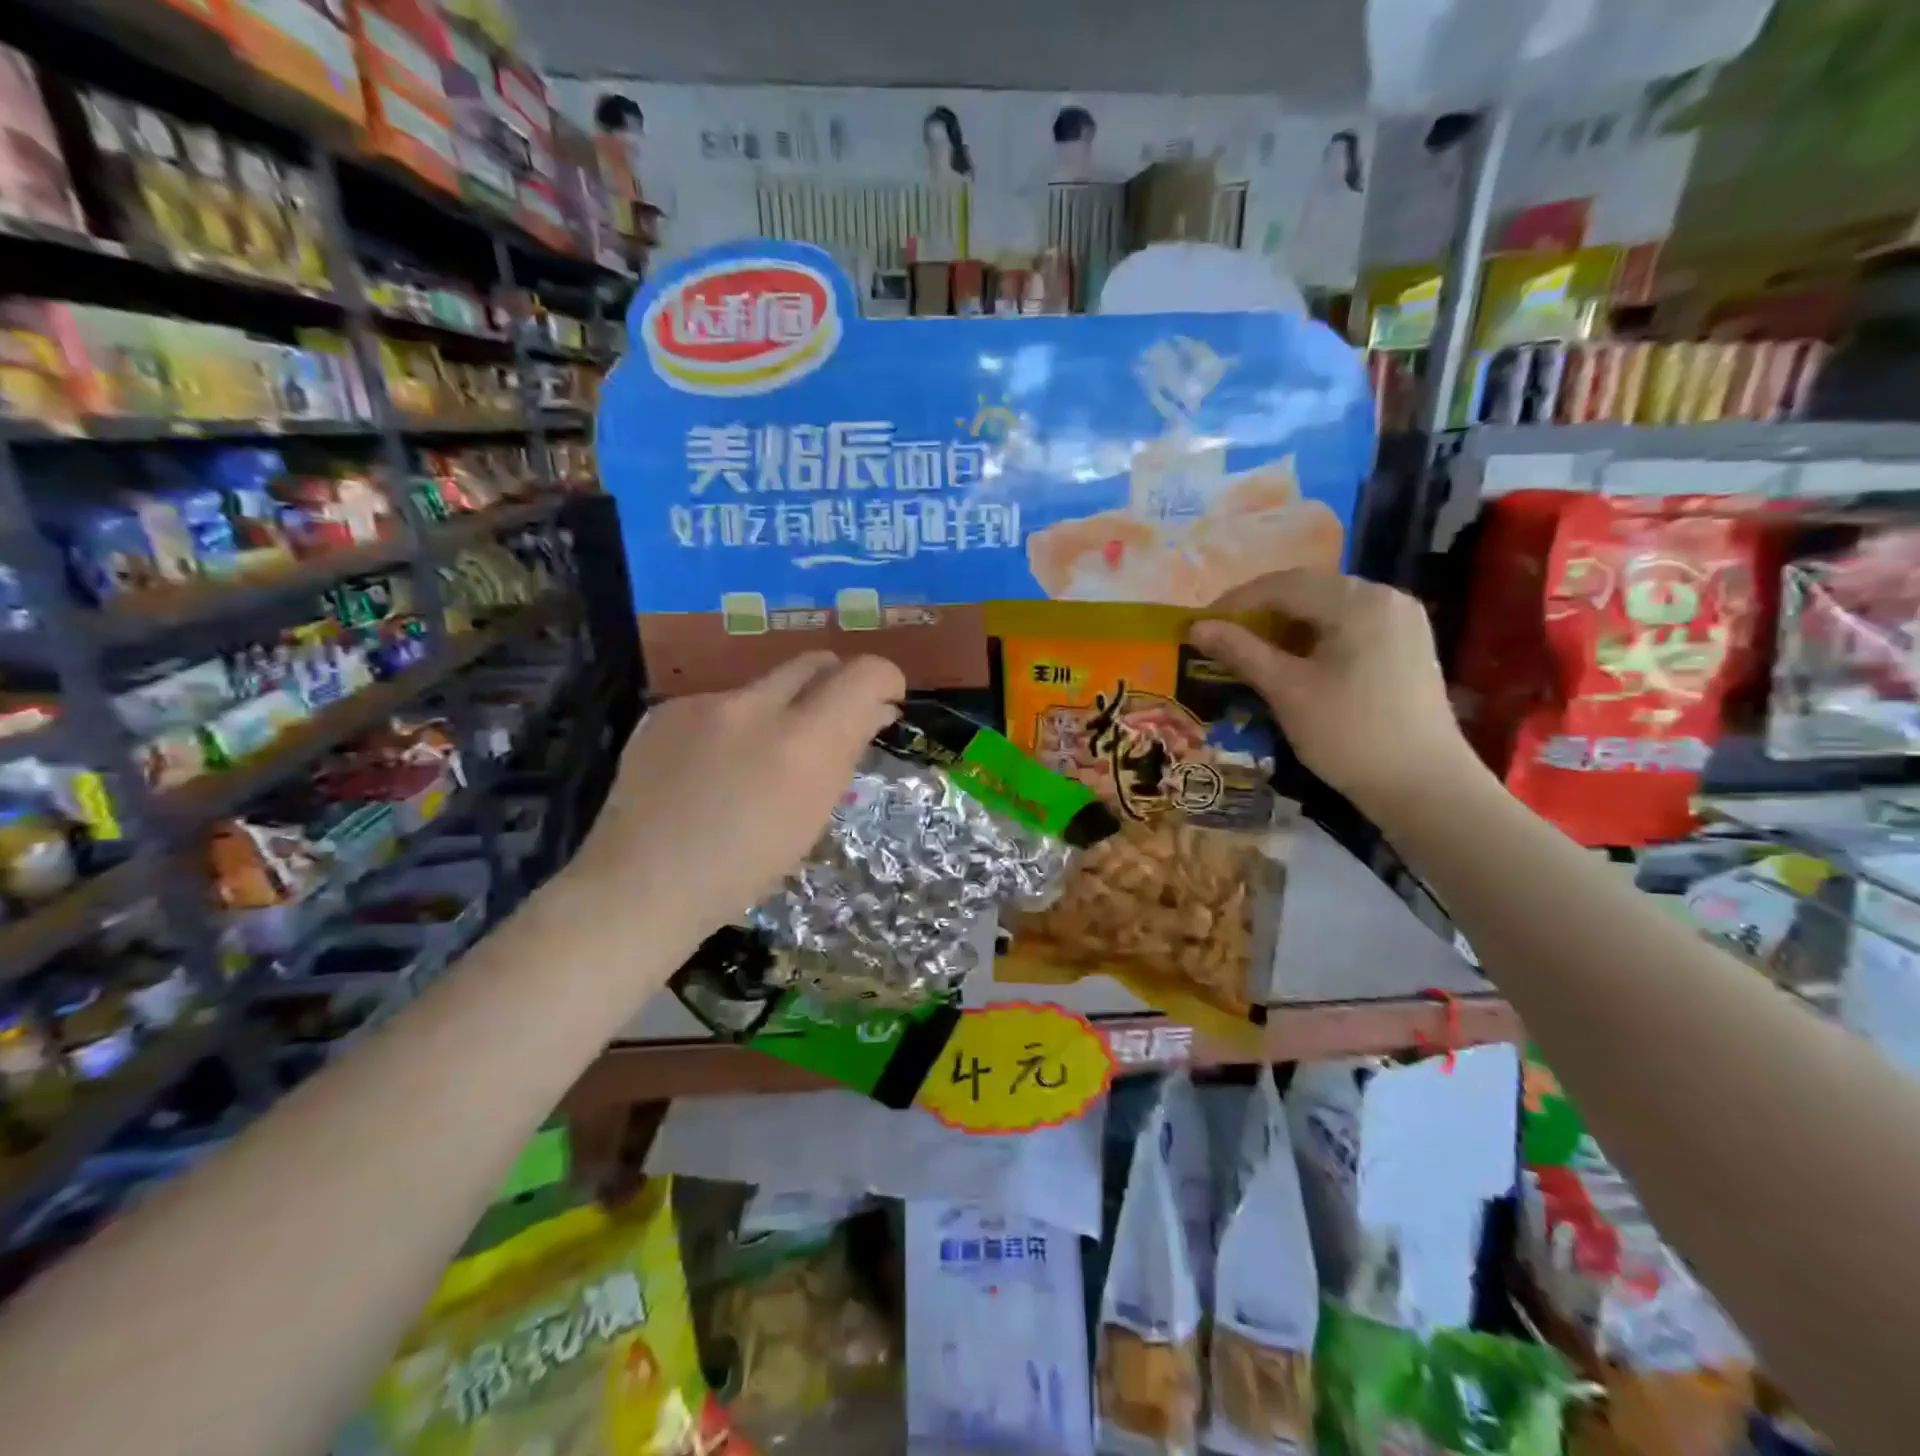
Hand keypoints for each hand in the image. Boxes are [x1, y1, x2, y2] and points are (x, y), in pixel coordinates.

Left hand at [573, 652, 903, 948]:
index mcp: (804, 742)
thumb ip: (845, 752)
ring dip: (778, 710)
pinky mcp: (668, 708)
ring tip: (756, 759)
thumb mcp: (814, 816)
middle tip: (831, 719)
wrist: (643, 884)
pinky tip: (710, 767)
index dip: (884, 679)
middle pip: (815, 661)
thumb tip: (873, 711)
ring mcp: (706, 703)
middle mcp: (756, 706)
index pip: (864, 673)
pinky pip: (719, 703)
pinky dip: (731, 725)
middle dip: (834, 681)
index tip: (884, 701)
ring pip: (764, 686)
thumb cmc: (745, 868)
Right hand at [1189, 571, 1476, 813]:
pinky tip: (1292, 663)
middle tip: (1220, 640)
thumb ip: (1240, 652)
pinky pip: (1348, 627)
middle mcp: (1385, 597)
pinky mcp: (1405, 646)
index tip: (1199, 627)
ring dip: (1284, 626)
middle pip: (1307, 591)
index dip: (1235, 603)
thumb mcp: (1287, 691)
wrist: (1424, 787)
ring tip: (1249, 653)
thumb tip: (1196, 626)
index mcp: (1358, 601)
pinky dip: (1313, 638)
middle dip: (1259, 613)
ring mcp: (1401, 621)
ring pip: (1327, 609)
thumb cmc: (1349, 735)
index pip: (1282, 585)